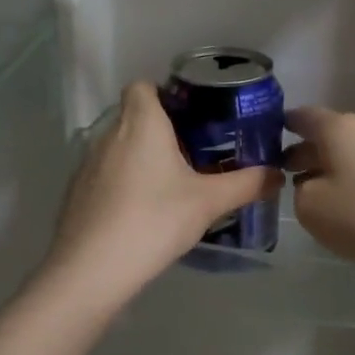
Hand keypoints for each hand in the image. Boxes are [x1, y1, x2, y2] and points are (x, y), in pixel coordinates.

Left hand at [41, 81, 282, 308]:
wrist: (92, 269)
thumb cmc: (154, 220)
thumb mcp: (209, 203)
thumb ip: (246, 184)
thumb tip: (277, 174)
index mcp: (140, 123)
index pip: (143, 86)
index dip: (165, 94)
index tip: (192, 117)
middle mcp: (108, 134)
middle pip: (134, 117)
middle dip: (161, 130)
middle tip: (194, 155)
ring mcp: (87, 164)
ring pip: (119, 147)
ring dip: (142, 158)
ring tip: (171, 185)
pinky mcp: (77, 192)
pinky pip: (106, 174)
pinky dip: (123, 182)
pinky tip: (142, 212)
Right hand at [285, 106, 354, 287]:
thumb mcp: (311, 209)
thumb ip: (299, 189)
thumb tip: (312, 182)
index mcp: (338, 128)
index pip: (300, 116)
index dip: (278, 129)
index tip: (264, 147)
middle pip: (326, 135)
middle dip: (304, 153)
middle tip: (284, 178)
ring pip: (350, 153)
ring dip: (330, 169)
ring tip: (317, 199)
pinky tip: (353, 209)